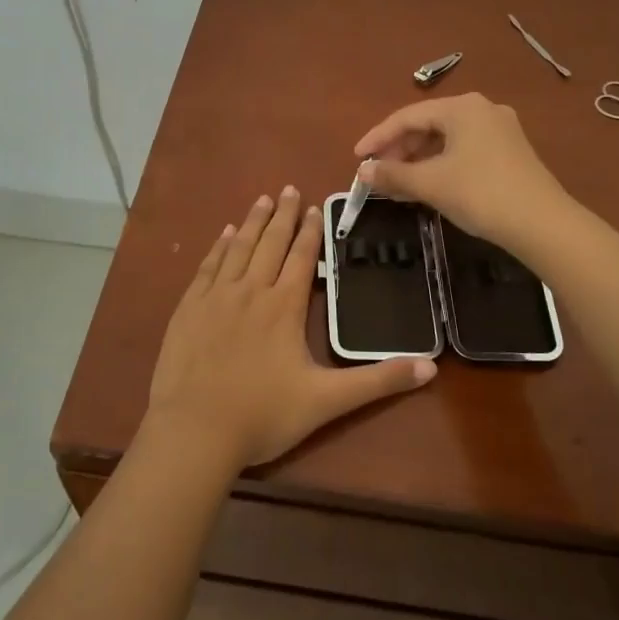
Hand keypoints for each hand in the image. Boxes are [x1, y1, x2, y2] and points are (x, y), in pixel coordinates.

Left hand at [145, 186, 435, 471]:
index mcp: (283, 307)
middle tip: (287, 188)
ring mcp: (215, 297)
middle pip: (269, 243)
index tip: (313, 207)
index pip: (300, 257)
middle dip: (281, 215)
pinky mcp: (189, 309)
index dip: (310, 231)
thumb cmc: (263, 415)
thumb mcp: (327, 402)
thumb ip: (378, 381)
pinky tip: (224, 235)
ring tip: (261, 199)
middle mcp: (250, 291)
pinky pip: (207, 267)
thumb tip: (430, 367)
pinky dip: (219, 247)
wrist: (195, 431)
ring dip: (252, 222)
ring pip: (238, 248)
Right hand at [354, 92, 572, 254]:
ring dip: (419, 160)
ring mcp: (500, 130)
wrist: (542, 224)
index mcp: (462, 107)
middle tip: (379, 175)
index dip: (378, 137)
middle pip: (428, 125)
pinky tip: (430, 186)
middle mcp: (482, 110)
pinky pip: (464, 151)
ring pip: (447, 140)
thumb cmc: (480, 193)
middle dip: (400, 150)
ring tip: (399, 185)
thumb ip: (393, 174)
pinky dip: (441, 165)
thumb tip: (363, 171)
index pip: (408, 116)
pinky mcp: (511, 152)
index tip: (358, 158)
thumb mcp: (430, 183)